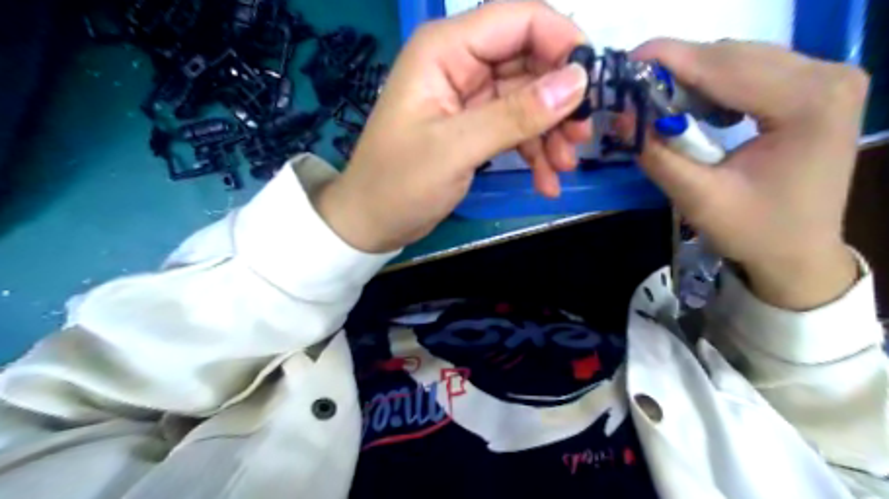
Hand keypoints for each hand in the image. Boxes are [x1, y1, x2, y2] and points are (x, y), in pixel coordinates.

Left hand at [316, 1, 592, 253]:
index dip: (561, 43)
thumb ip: (515, 115)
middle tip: (579, 138)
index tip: (593, 85)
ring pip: (528, 98)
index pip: (518, 20)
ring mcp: (469, 96)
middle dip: (559, 100)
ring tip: (562, 168)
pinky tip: (546, 181)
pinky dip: (534, 151)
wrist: (373, 221)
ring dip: (550, 132)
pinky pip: (516, 127)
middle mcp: (460, 63)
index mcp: (445, 50)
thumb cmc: (399, 183)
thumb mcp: (455, 148)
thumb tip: (577, 82)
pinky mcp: (474, 126)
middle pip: (529, 61)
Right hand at [632, 41, 868, 306]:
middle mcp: (829, 77)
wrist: (799, 253)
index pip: (725, 65)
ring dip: (693, 75)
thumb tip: (621, 116)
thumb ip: (658, 154)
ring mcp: (829, 79)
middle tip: (632, 88)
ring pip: (742, 58)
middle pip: (734, 55)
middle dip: (677, 68)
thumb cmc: (754, 232)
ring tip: (656, 99)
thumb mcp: (698, 198)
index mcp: (808, 103)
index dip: (669, 59)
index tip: (623, 63)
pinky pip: (754, 70)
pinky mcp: (817, 89)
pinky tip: (694, 105)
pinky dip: (714, 83)